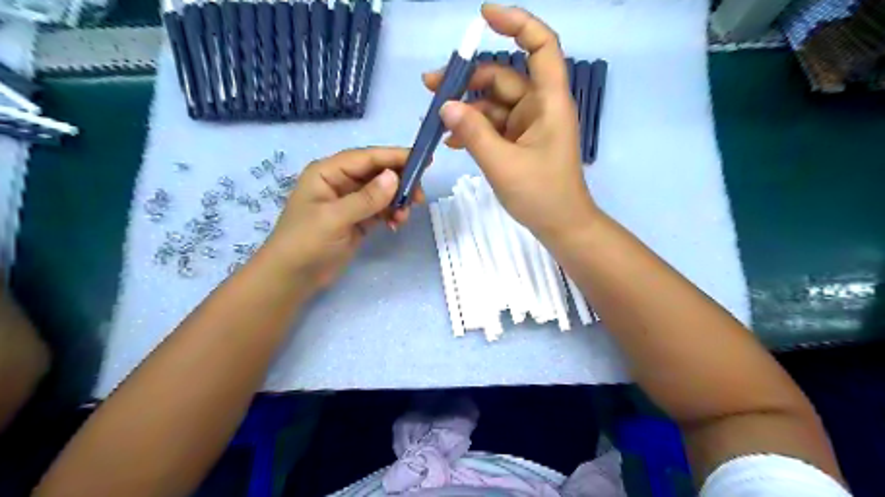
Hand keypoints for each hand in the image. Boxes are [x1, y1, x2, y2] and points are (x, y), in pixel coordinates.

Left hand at [260, 148, 423, 290]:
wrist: (292, 278)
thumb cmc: (305, 243)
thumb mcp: (334, 218)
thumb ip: (366, 198)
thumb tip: (394, 177)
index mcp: (328, 172)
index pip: (367, 157)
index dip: (395, 156)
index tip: (423, 160)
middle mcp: (340, 182)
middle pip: (378, 173)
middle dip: (400, 182)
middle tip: (419, 196)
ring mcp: (350, 202)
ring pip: (383, 193)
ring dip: (397, 202)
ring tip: (404, 217)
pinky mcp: (358, 220)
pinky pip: (381, 210)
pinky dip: (392, 215)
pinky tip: (396, 225)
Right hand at [419, 2, 593, 241]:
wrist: (561, 227)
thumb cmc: (542, 195)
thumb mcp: (503, 164)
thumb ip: (474, 133)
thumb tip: (445, 105)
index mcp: (548, 102)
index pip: (540, 46)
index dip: (517, 23)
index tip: (484, 17)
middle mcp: (539, 106)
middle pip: (503, 77)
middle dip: (467, 80)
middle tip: (431, 87)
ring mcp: (529, 125)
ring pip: (493, 104)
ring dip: (465, 110)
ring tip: (435, 121)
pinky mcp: (520, 142)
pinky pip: (493, 126)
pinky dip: (474, 129)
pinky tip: (452, 141)